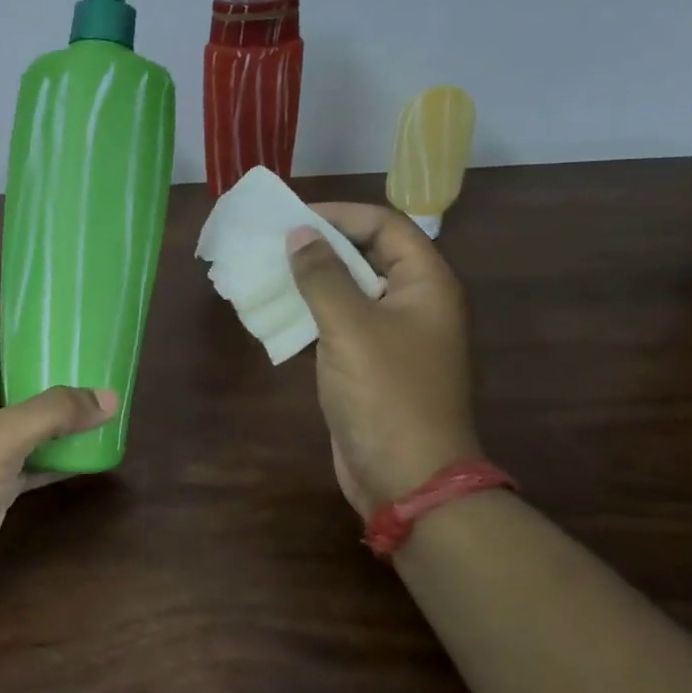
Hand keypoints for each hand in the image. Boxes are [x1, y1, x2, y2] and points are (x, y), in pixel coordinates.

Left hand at [0, 302, 117, 605]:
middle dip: (49, 356)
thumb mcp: (3, 434)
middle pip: (12, 366)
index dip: (15, 304)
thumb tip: (110, 397)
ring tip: (103, 390)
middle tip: (95, 347)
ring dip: (59, 407)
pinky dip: (59, 453)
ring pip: (26, 414)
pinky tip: (94, 449)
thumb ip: (56, 412)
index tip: (57, 298)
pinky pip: (33, 458)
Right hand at [288, 205, 483, 515]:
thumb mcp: (350, 326)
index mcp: (425, 284)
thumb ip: (323, 275)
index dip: (340, 214)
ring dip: (311, 279)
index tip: (293, 217)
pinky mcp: (369, 364)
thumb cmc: (386, 394)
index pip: (385, 226)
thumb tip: (299, 234)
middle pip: (367, 255)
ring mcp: (392, 336)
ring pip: (349, 290)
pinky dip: (310, 313)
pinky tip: (276, 312)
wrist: (407, 478)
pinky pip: (339, 323)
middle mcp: (413, 303)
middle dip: (320, 245)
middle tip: (272, 242)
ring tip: (266, 271)